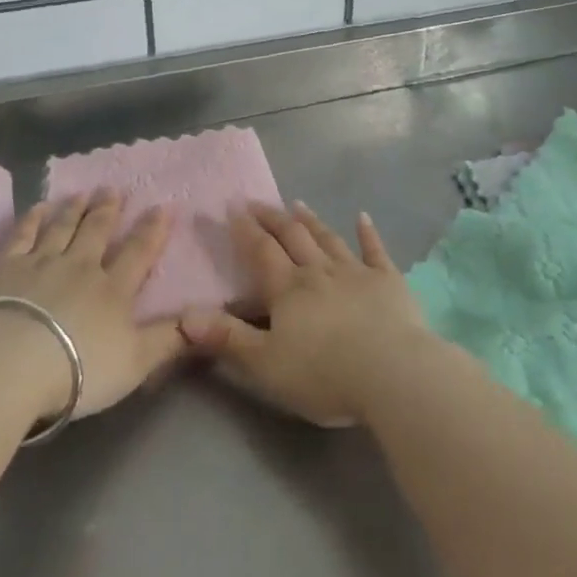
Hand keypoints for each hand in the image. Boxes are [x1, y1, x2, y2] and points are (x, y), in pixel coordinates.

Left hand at [0, 189, 186, 422]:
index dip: (152, 229)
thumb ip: (170, 340)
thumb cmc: (78, 369)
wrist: (10, 365)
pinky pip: (22, 236)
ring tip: (82, 193)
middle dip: (108, 210)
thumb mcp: (136, 362)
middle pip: (97, 232)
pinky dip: (32, 219)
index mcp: (113, 289)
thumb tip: (206, 318)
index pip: (138, 252)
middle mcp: (80, 267)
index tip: (163, 205)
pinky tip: (38, 207)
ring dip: (74, 209)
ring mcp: (41, 264)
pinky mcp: (5, 269)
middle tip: (114, 188)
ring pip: (62, 228)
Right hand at [179, 202, 432, 426]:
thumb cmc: (324, 374)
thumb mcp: (265, 364)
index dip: (245, 229)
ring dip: (312, 221)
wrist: (392, 372)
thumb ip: (227, 338)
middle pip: (293, 237)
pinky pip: (375, 251)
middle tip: (258, 201)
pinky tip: (363, 217)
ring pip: (328, 239)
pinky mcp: (388, 281)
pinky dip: (368, 233)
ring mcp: (356, 272)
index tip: (233, 206)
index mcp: (288, 290)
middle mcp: (320, 271)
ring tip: (298, 204)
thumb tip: (184, 317)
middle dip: (273, 218)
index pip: (261, 251)